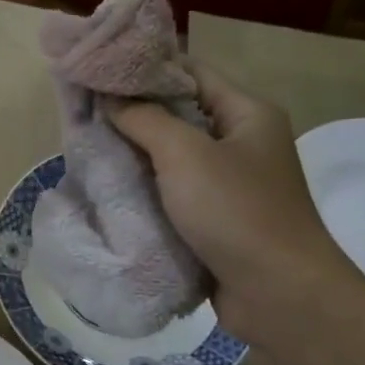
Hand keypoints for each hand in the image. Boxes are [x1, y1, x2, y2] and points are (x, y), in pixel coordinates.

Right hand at [111, 65, 351, 341]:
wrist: (279, 295)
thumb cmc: (236, 212)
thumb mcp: (185, 154)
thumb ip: (144, 119)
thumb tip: (109, 98)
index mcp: (247, 113)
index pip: (190, 72)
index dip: (144, 69)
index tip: (98, 71)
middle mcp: (242, 142)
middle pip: (180, 114)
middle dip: (134, 114)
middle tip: (85, 111)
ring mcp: (231, 183)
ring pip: (174, 157)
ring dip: (136, 154)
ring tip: (89, 147)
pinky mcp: (217, 219)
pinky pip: (176, 192)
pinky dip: (147, 189)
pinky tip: (111, 187)